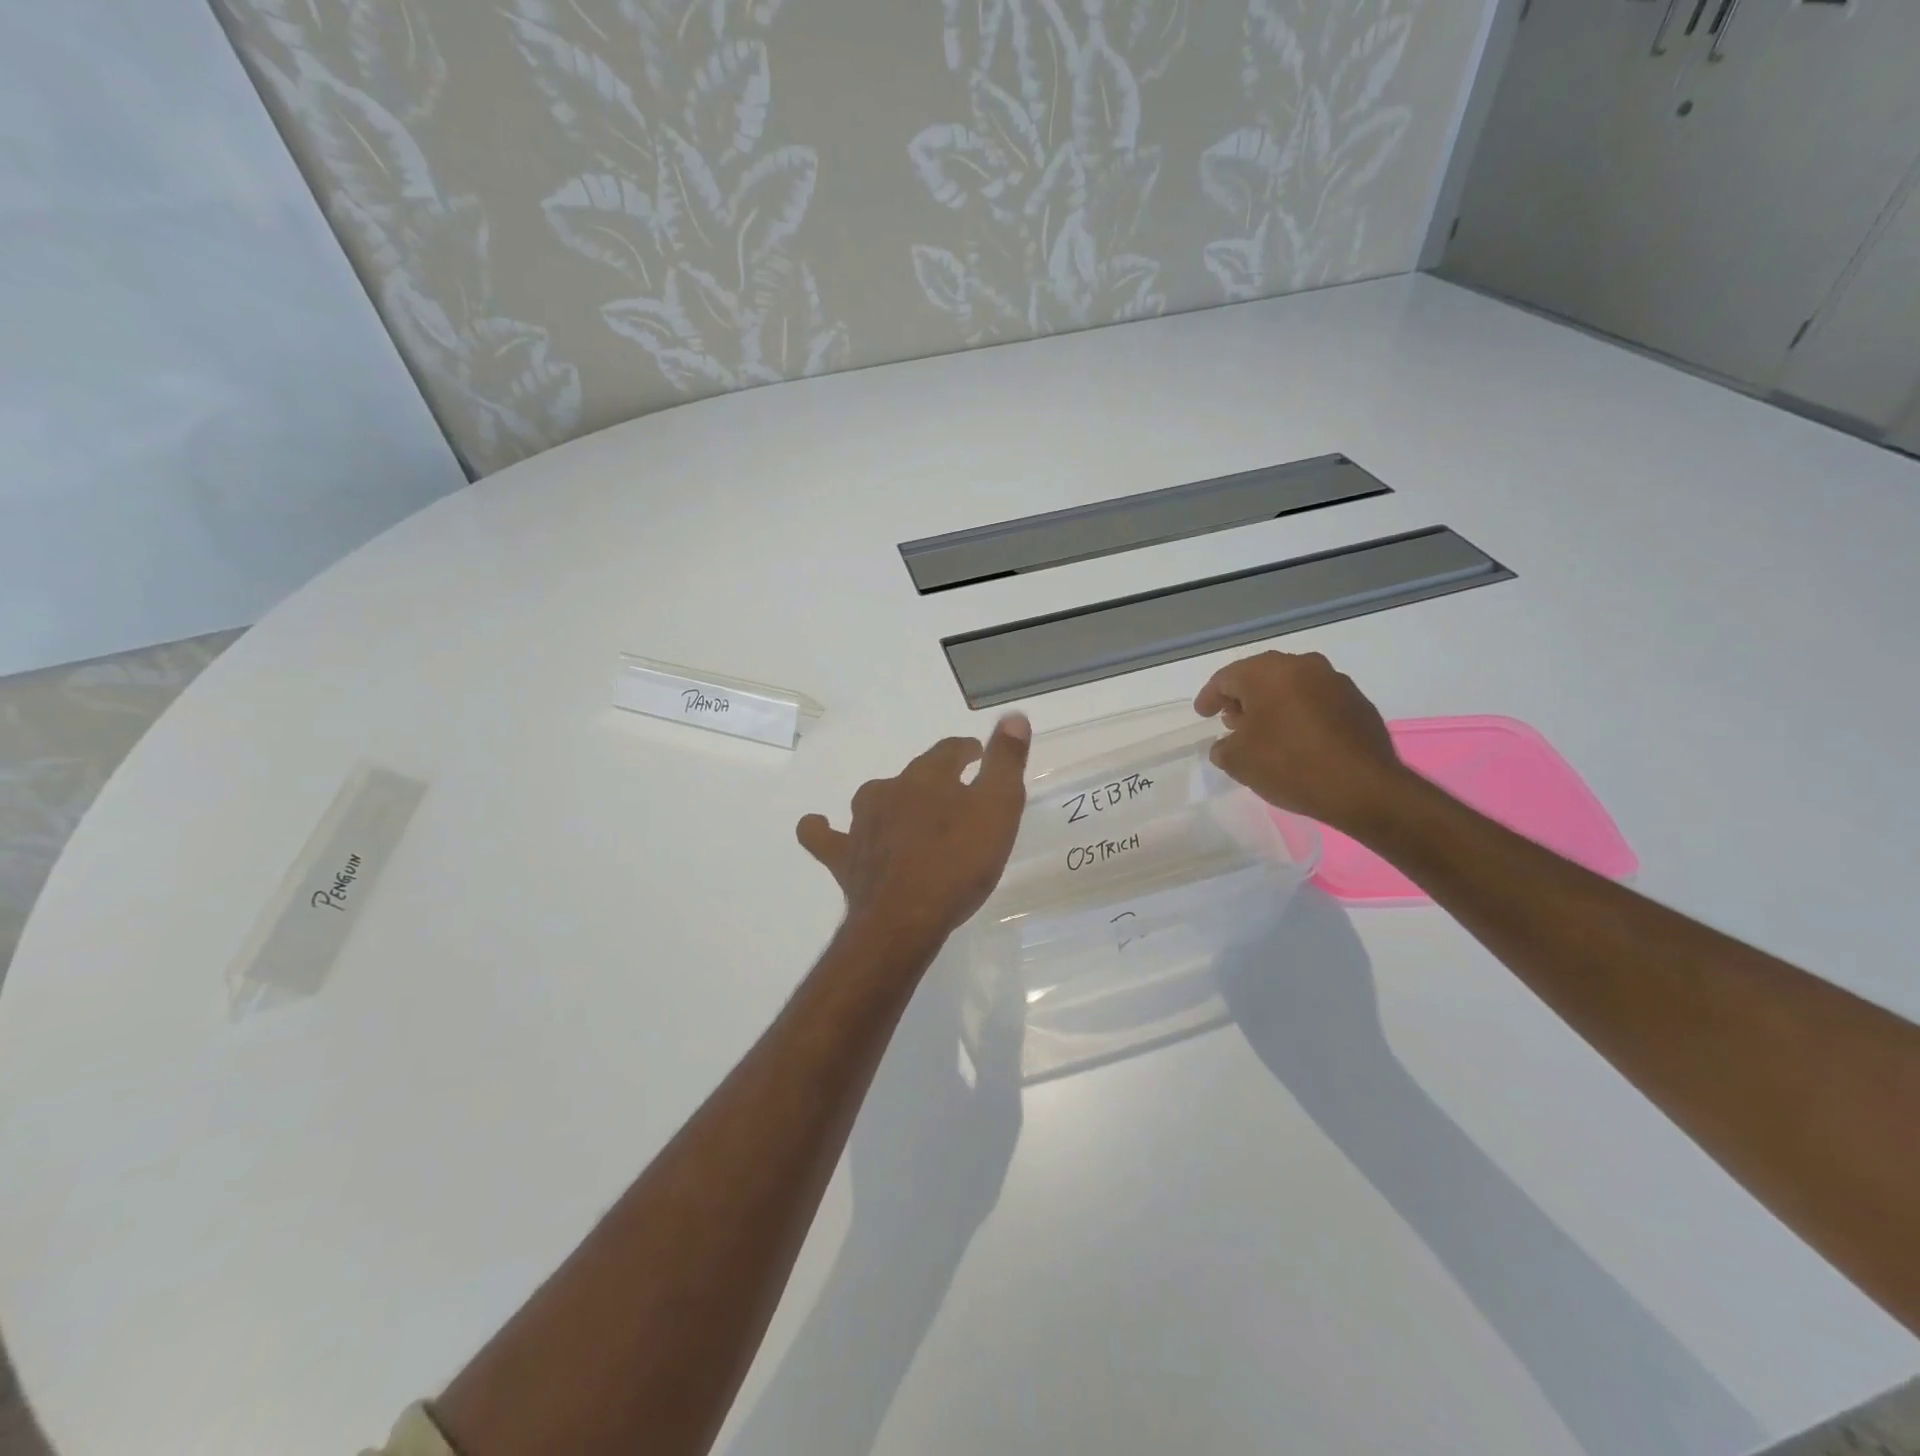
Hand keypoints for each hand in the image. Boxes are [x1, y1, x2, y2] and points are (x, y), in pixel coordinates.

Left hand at [797, 715, 1031, 949]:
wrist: (905, 918)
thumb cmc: (960, 862)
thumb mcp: (999, 808)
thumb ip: (1006, 761)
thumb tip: (1013, 716)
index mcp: (930, 776)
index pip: (950, 750)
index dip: (967, 750)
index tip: (978, 755)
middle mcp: (891, 789)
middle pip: (915, 774)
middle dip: (935, 779)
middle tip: (955, 796)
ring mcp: (862, 823)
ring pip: (876, 798)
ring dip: (892, 801)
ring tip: (908, 816)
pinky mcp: (843, 856)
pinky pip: (823, 835)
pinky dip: (823, 829)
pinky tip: (822, 827)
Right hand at [1194, 651, 1409, 833]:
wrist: (1364, 788)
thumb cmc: (1290, 765)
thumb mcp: (1238, 761)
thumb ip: (1223, 747)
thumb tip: (1229, 743)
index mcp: (1268, 672)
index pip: (1226, 678)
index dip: (1209, 697)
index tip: (1202, 714)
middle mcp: (1302, 666)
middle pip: (1261, 677)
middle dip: (1243, 698)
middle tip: (1231, 721)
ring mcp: (1335, 682)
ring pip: (1291, 687)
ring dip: (1273, 705)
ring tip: (1264, 732)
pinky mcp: (1357, 702)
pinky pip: (1316, 701)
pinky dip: (1300, 714)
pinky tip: (1297, 740)